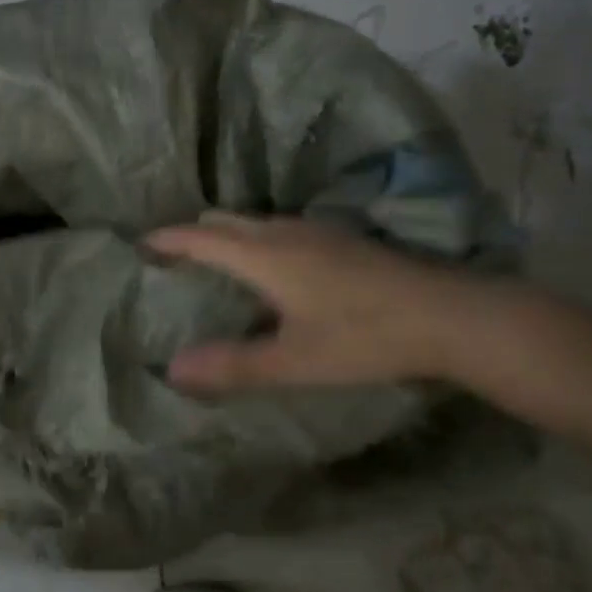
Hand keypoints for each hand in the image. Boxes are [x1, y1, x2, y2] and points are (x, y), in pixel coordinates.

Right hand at [147, 213, 486, 393]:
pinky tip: (272, 269)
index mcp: (265, 255)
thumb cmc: (364, 337)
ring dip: (228, 235)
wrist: (451, 316)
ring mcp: (319, 232)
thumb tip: (172, 370)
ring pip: (256, 223)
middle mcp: (286, 233)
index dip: (168, 239)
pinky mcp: (343, 241)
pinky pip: (281, 230)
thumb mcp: (293, 361)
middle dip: (194, 233)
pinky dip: (257, 241)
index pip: (201, 237)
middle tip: (172, 256)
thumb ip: (232, 365)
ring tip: (214, 261)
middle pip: (226, 222)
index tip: (140, 243)